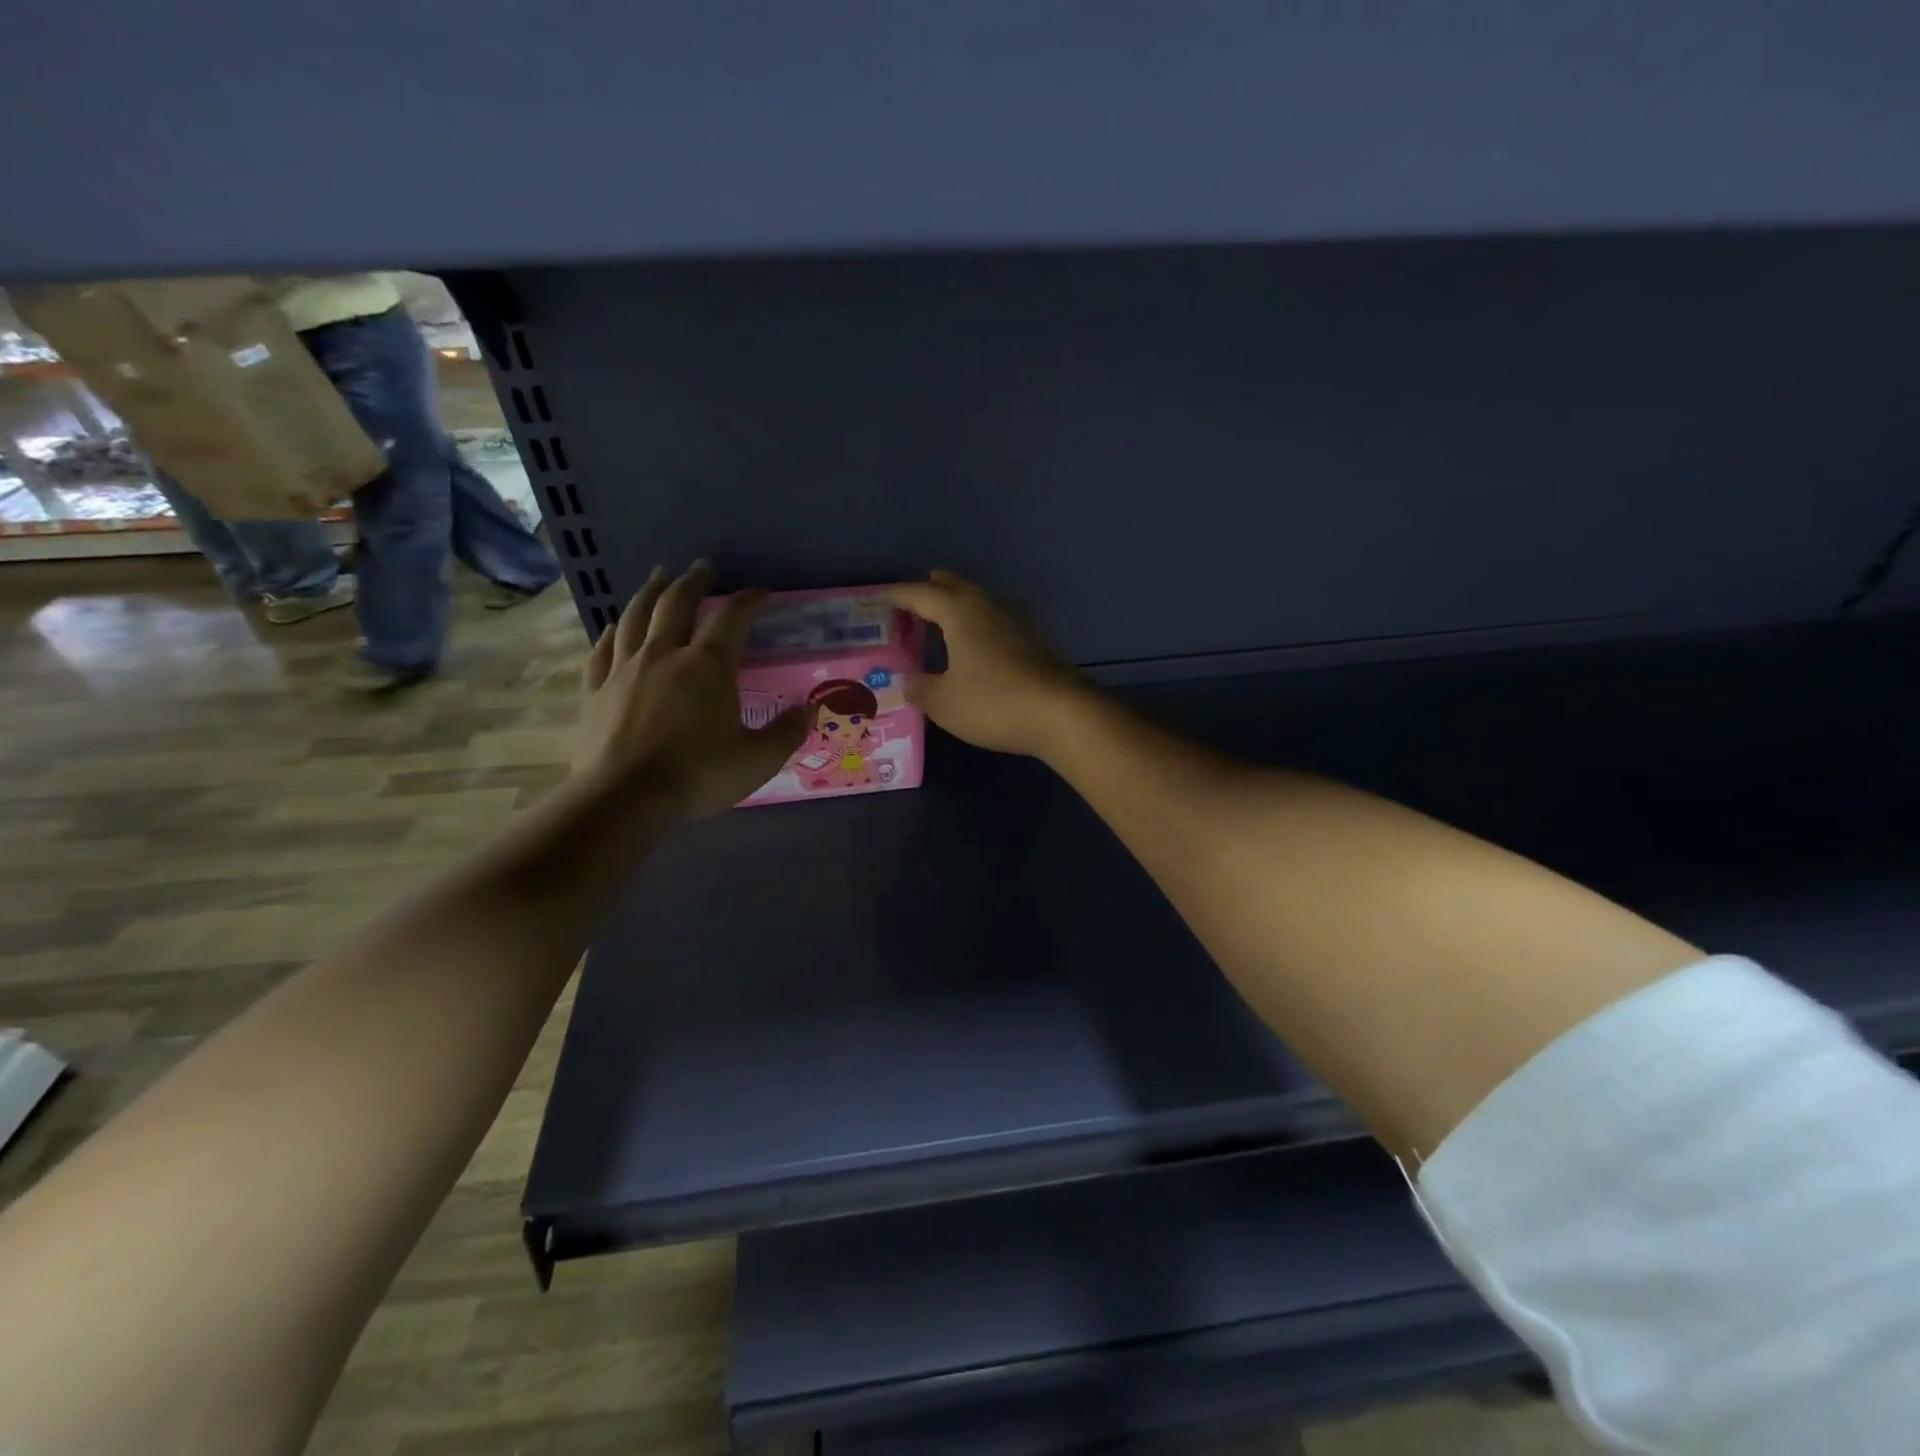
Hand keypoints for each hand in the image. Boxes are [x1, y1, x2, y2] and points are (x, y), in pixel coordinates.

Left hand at [576, 562, 806, 817]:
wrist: (624, 799)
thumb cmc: (697, 775)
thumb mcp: (757, 760)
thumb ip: (786, 732)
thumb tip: (810, 711)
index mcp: (708, 667)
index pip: (732, 619)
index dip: (748, 601)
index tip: (761, 593)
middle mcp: (665, 656)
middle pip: (677, 604)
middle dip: (693, 582)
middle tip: (702, 567)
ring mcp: (625, 670)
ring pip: (635, 617)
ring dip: (649, 592)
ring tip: (658, 577)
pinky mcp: (596, 691)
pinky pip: (603, 650)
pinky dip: (612, 633)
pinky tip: (614, 627)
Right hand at [887, 570, 1088, 757]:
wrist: (1062, 714)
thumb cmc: (993, 702)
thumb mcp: (944, 702)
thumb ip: (921, 688)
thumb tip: (910, 681)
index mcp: (960, 612)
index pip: (920, 594)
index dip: (898, 596)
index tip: (880, 599)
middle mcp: (989, 605)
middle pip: (956, 587)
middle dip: (933, 590)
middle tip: (915, 600)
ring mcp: (1019, 621)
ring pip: (982, 602)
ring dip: (961, 606)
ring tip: (945, 620)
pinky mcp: (1038, 641)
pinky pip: (999, 622)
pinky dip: (982, 627)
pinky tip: (981, 645)